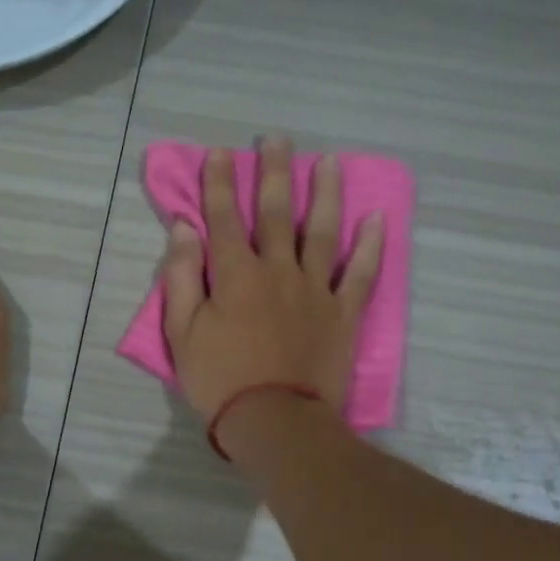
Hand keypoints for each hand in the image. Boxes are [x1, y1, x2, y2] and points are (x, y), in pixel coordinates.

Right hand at [162, 136, 382, 441]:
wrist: (275, 421)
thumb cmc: (220, 380)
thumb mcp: (182, 333)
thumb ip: (182, 278)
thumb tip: (183, 229)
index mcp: (235, 276)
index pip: (223, 218)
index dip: (218, 184)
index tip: (219, 152)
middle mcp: (278, 271)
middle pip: (274, 213)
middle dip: (274, 172)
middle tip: (277, 139)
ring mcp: (316, 290)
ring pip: (321, 232)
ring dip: (325, 193)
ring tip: (329, 162)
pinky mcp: (343, 313)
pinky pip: (362, 274)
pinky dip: (371, 246)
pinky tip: (377, 218)